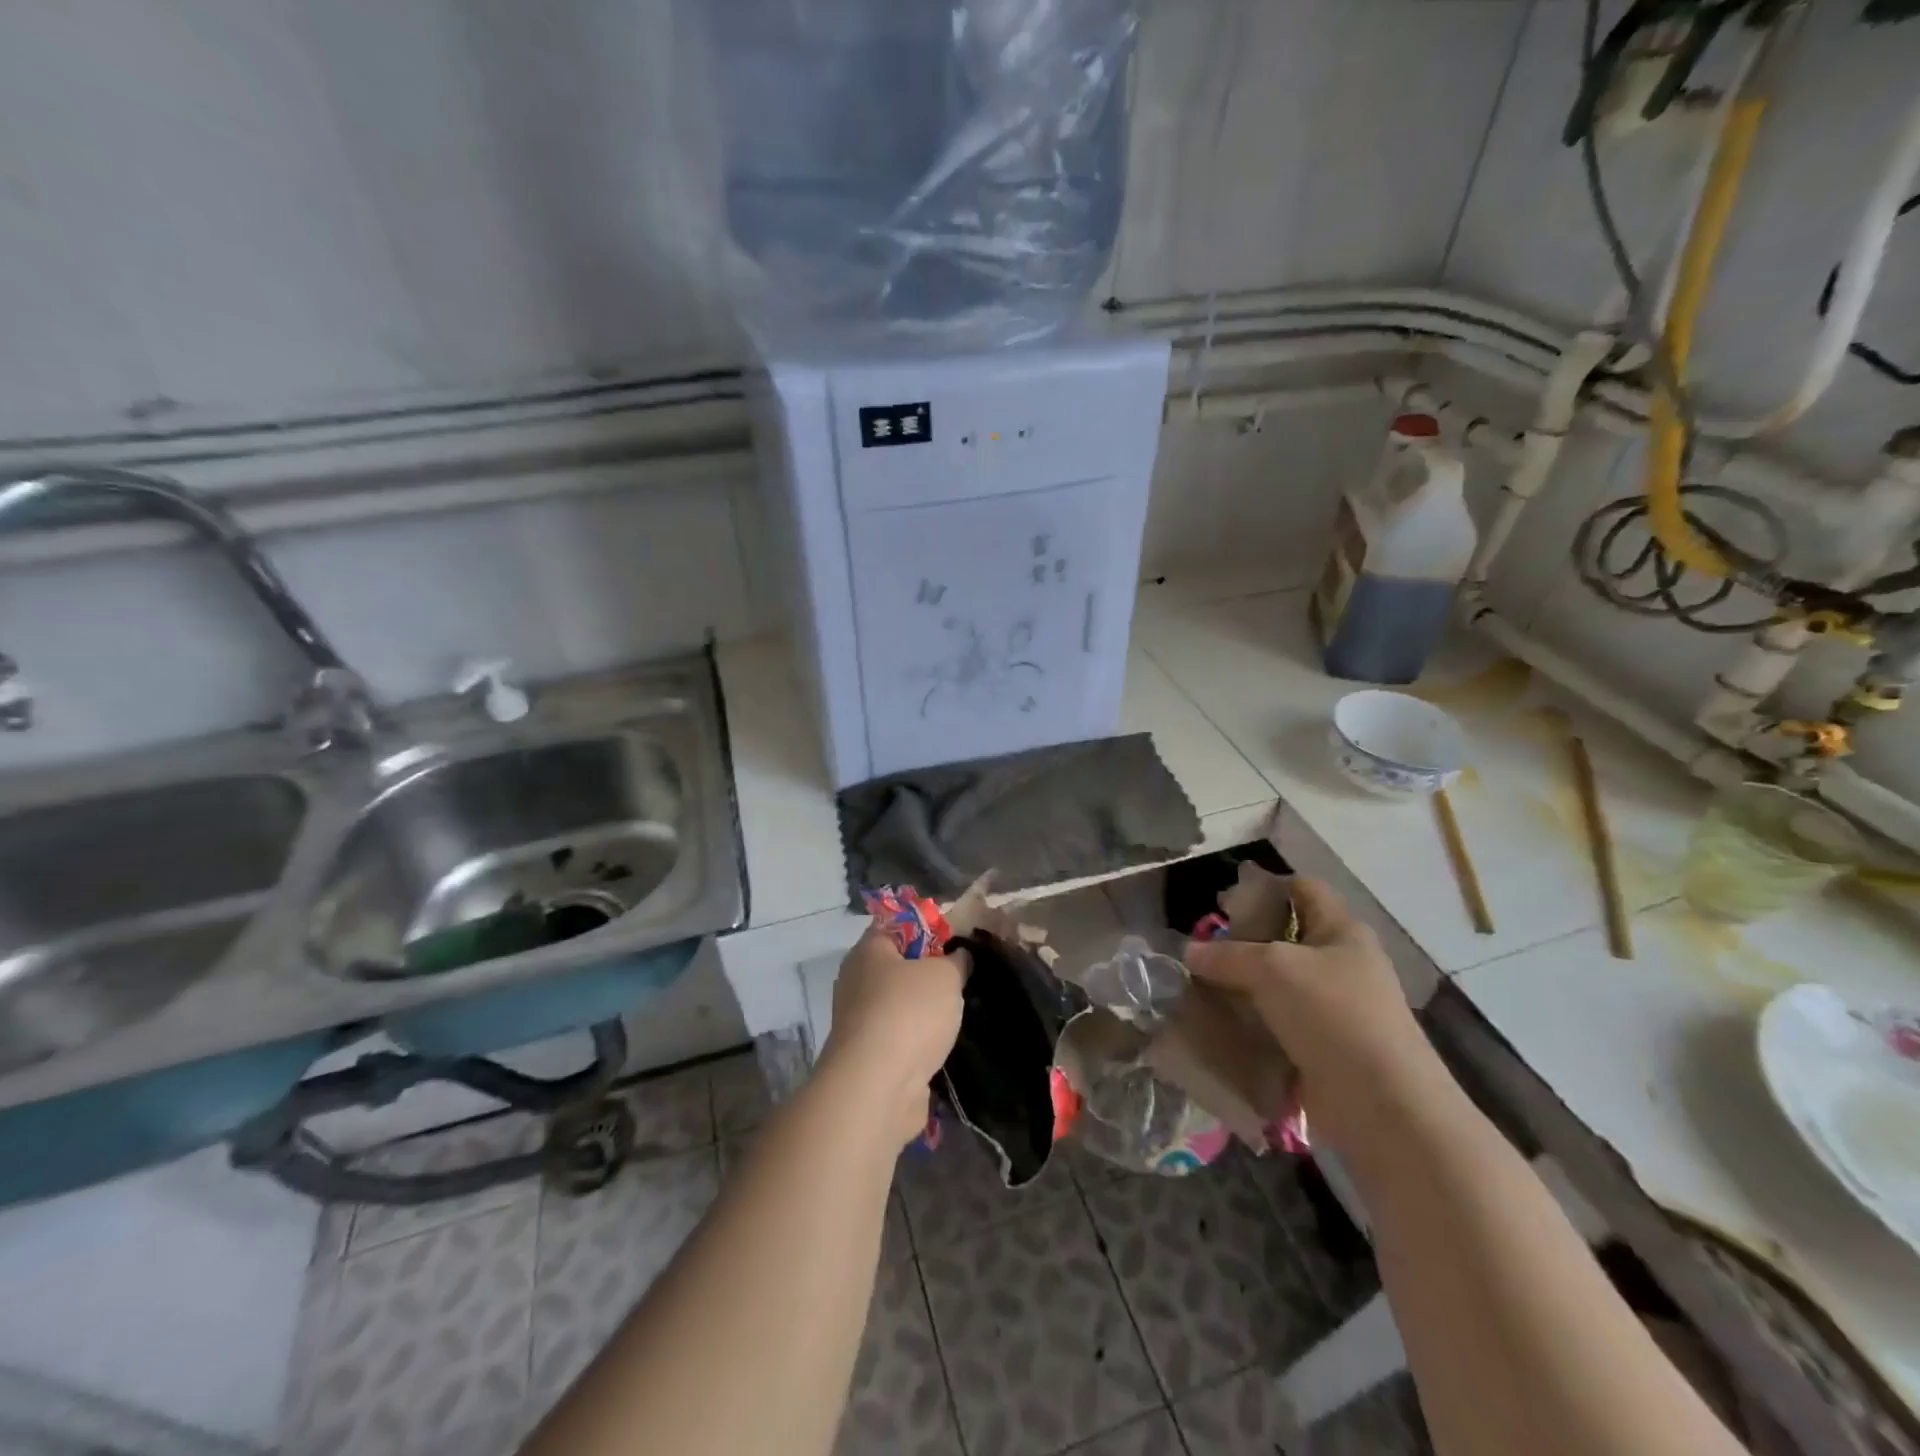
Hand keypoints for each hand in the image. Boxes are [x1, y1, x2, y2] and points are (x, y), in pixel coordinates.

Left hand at [822, 928, 966, 1146]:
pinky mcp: (868, 1056)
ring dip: (925, 1009)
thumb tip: (958, 957)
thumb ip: (956, 961)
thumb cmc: (909, 1013)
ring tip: (957, 1012)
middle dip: (929, 972)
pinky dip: (918, 1039)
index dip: (927, 927)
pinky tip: (941, 1043)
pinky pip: (899, 1036)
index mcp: (868, 951)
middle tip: (961, 977)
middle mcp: (856, 982)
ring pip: (899, 1004)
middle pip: (897, 966)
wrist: (878, 1087)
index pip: (896, 925)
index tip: (956, 940)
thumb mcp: (945, 975)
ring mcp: (859, 1021)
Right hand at [1184, 878, 1440, 1147]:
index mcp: (1341, 931)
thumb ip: (1227, 955)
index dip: (1265, 886)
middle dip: (1243, 939)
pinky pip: (1277, 1021)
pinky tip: (1218, 1022)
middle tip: (1203, 946)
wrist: (1380, 1105)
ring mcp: (1334, 1007)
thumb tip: (1190, 953)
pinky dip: (1249, 1020)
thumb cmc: (1332, 1015)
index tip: (1224, 901)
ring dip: (1241, 983)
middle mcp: (1341, 963)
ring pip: (1277, 982)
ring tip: (1200, 985)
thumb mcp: (1272, 968)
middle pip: (1285, 936)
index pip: (1303, 888)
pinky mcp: (1322, 1046)